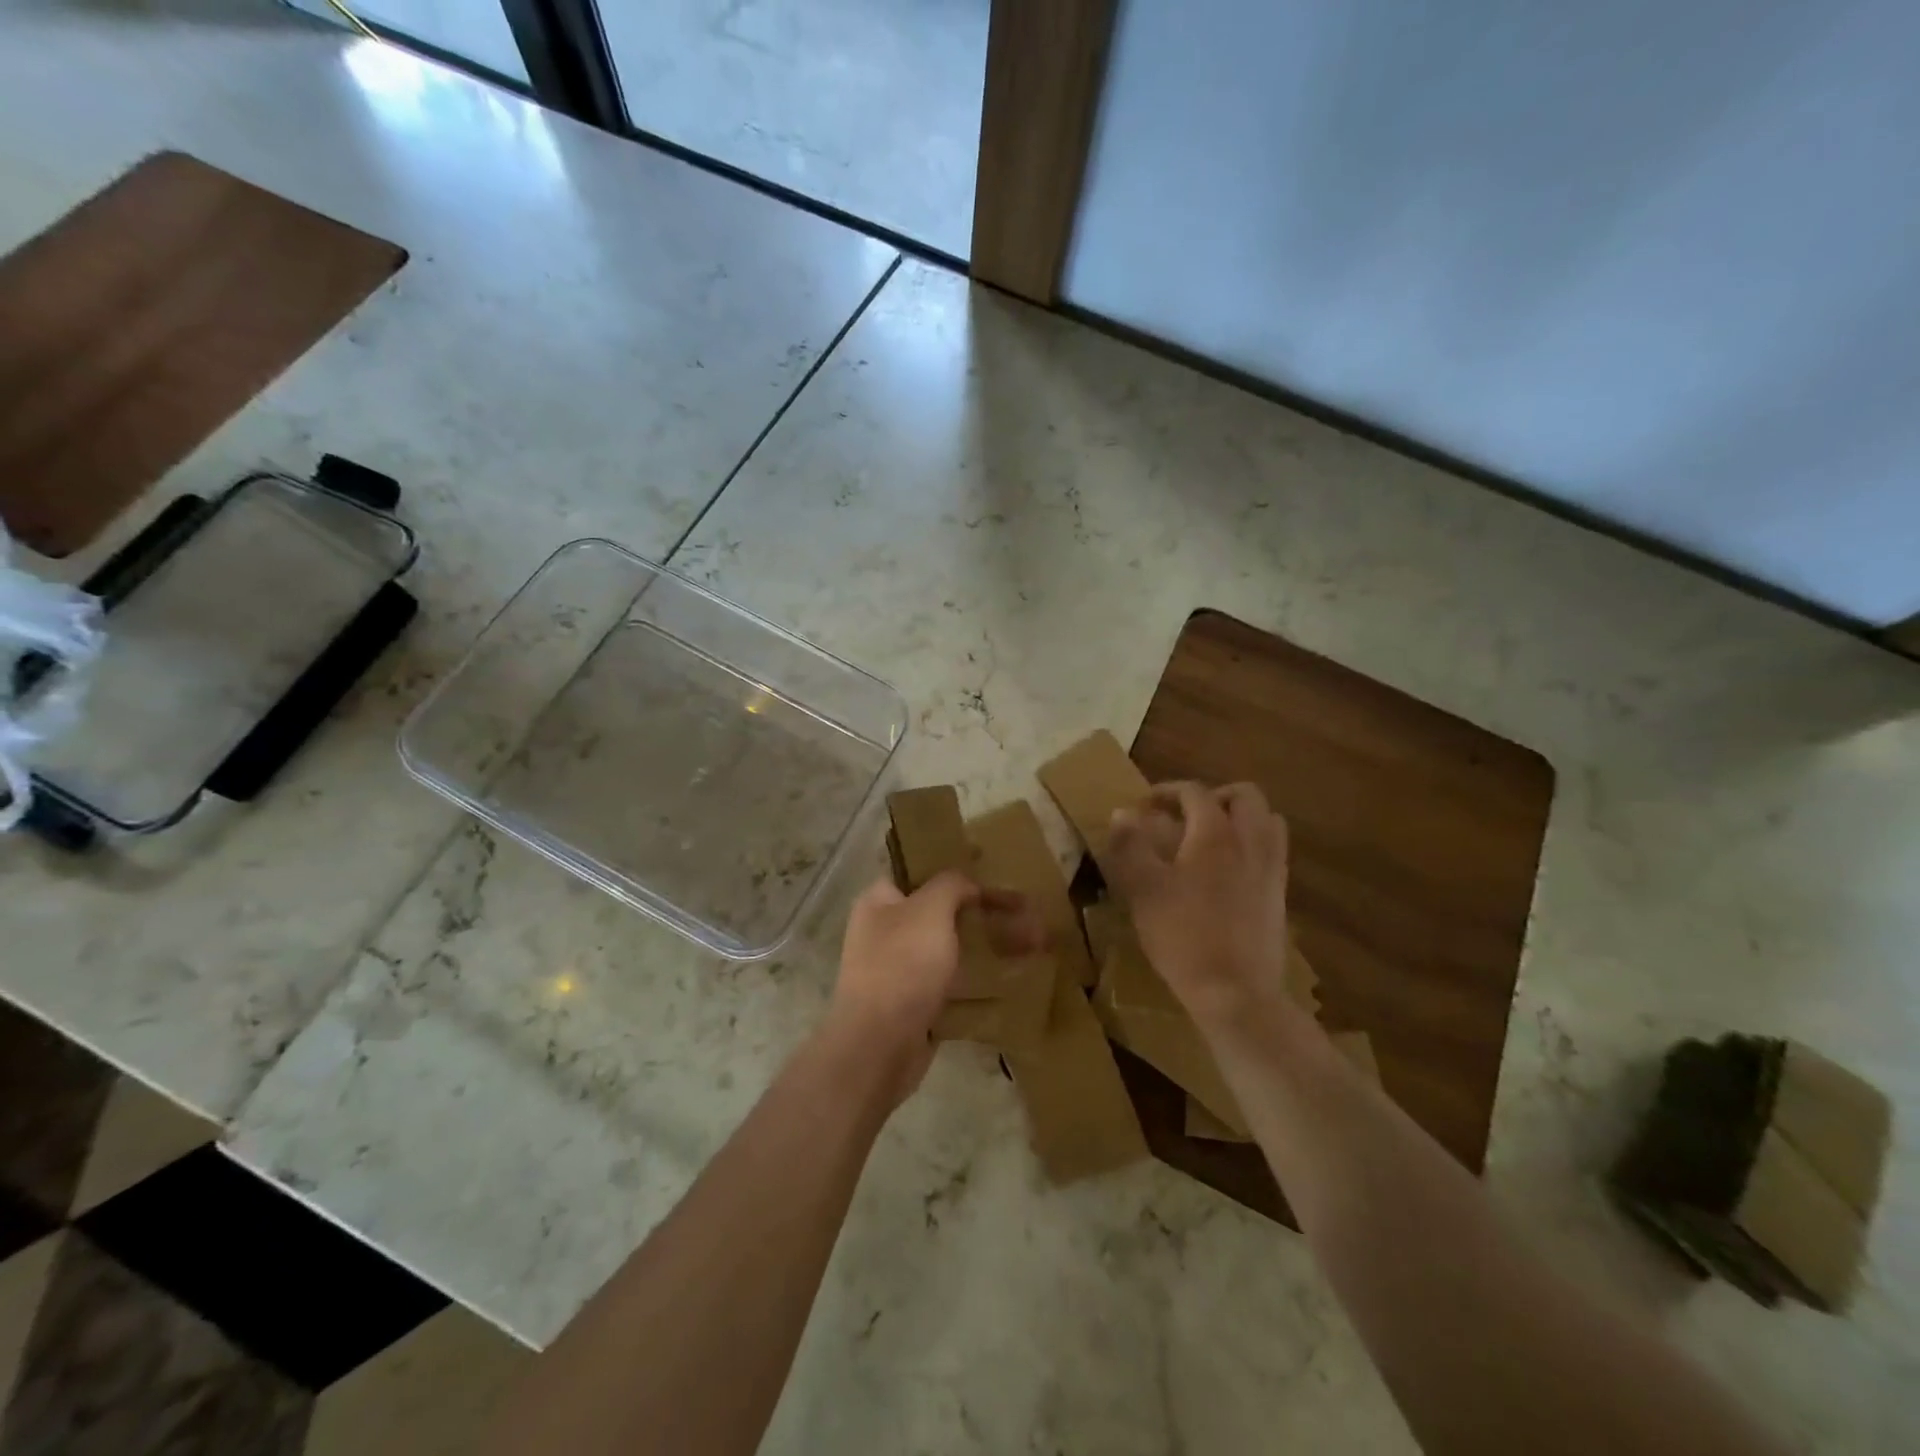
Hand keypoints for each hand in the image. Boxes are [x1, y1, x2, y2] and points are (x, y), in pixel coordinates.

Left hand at [822, 872, 1039, 1106]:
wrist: (879, 1047)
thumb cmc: (902, 966)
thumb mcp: (929, 910)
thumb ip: (951, 885)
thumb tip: (968, 884)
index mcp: (879, 902)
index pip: (919, 875)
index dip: (956, 874)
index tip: (993, 879)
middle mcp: (884, 932)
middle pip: (940, 914)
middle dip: (981, 914)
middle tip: (1024, 914)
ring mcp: (897, 971)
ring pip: (948, 950)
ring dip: (984, 948)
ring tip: (1029, 947)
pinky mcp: (913, 1006)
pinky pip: (951, 986)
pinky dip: (977, 984)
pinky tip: (1009, 983)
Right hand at [1105, 782, 1294, 1031]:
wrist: (1234, 990)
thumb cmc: (1182, 935)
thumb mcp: (1142, 889)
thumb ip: (1130, 845)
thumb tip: (1122, 813)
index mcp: (1214, 833)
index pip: (1194, 792)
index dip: (1167, 791)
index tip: (1145, 805)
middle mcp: (1250, 841)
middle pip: (1245, 796)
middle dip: (1214, 796)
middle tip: (1186, 815)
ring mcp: (1270, 867)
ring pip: (1268, 820)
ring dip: (1241, 817)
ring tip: (1212, 837)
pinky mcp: (1279, 894)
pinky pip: (1273, 851)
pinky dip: (1253, 844)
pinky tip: (1229, 870)